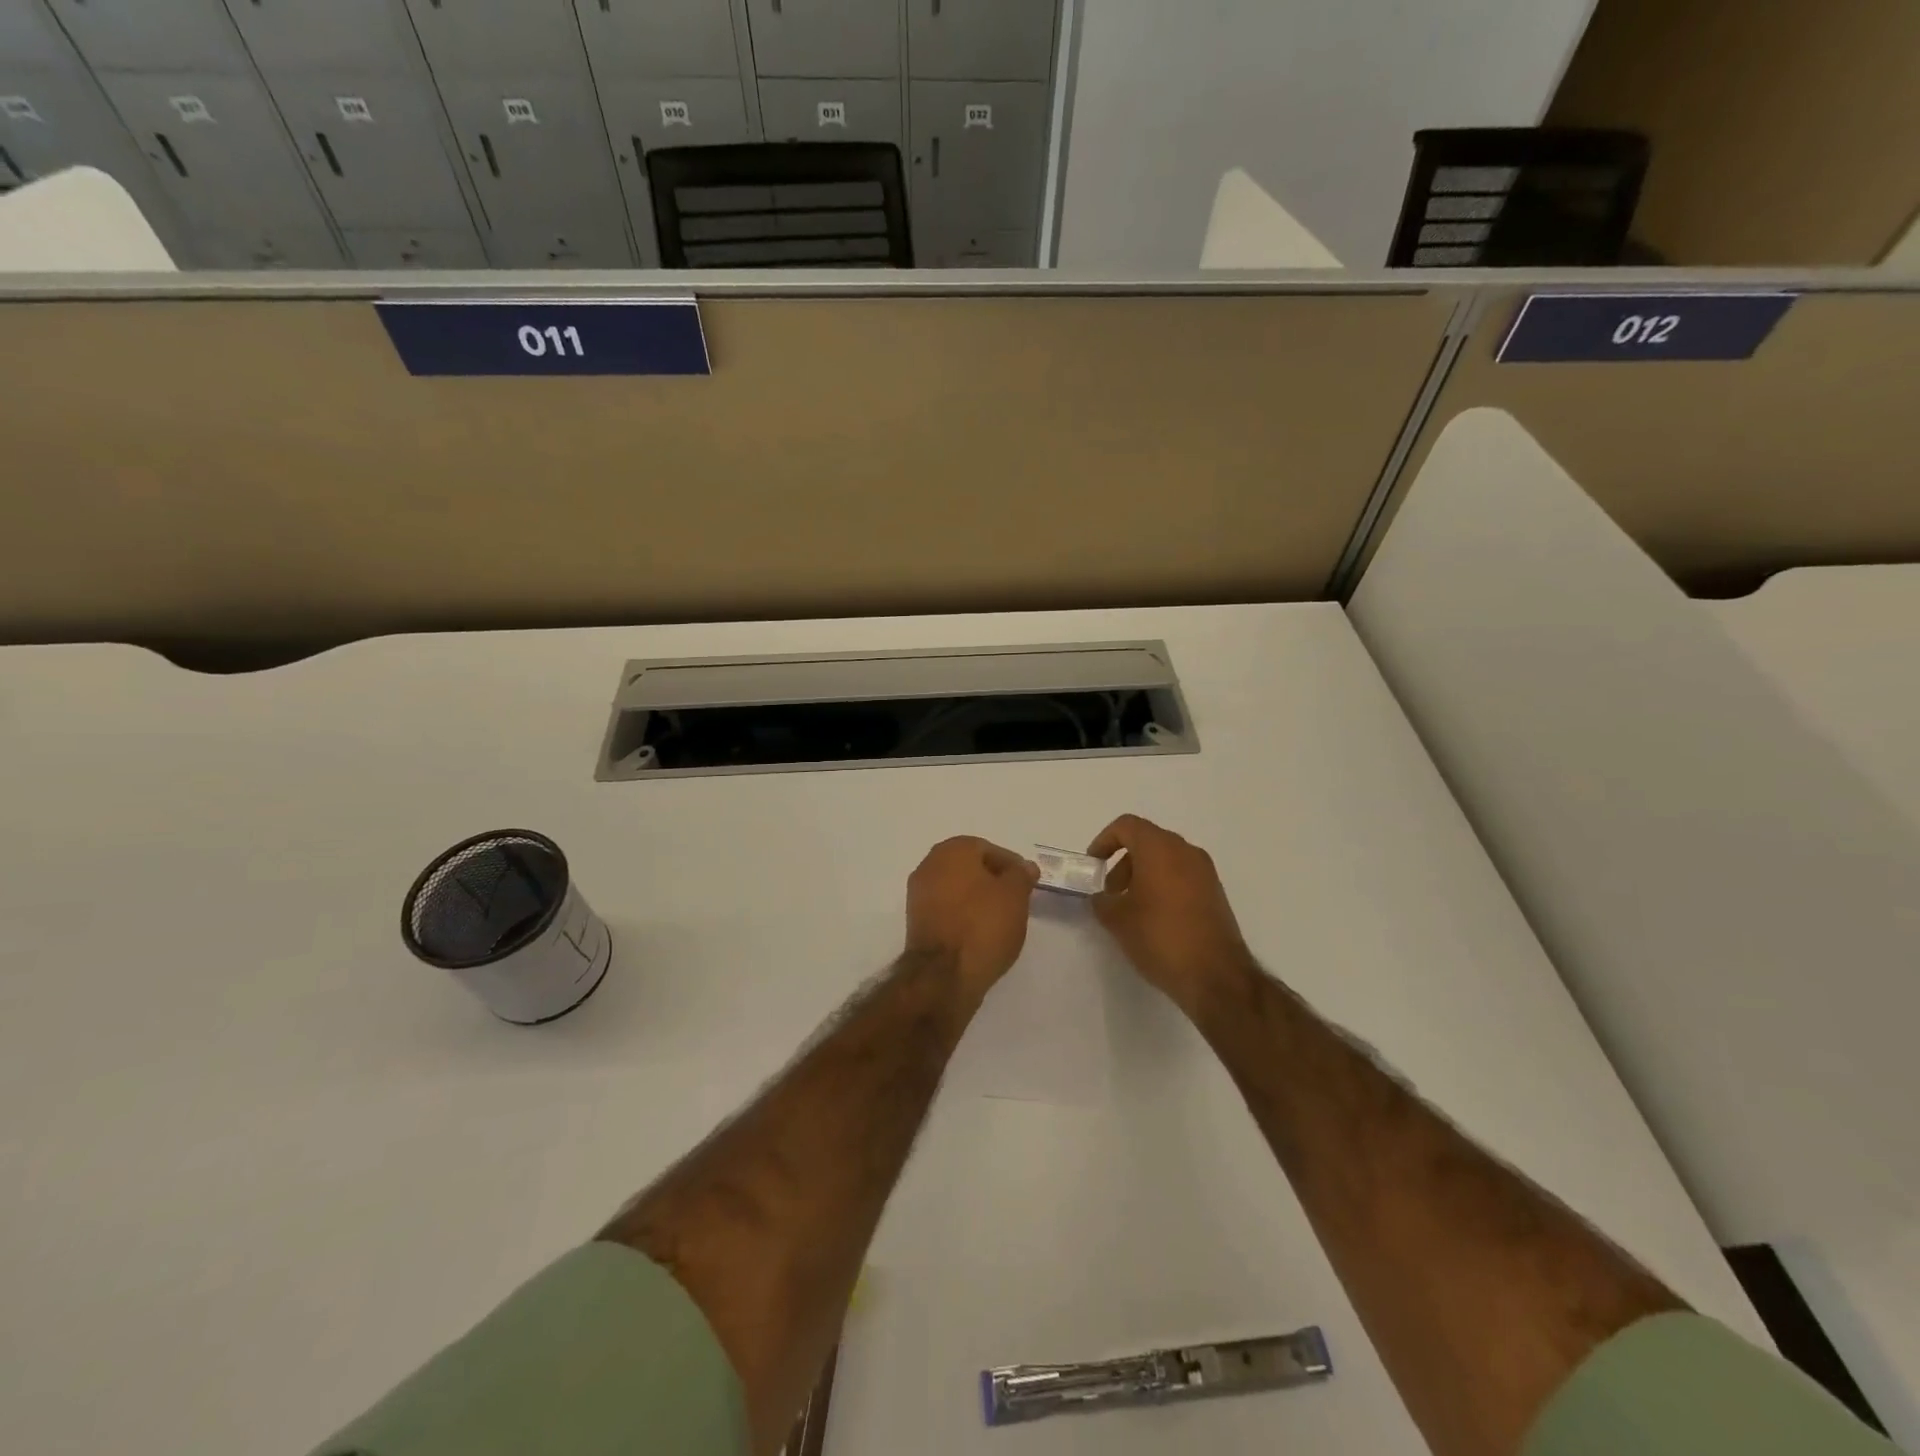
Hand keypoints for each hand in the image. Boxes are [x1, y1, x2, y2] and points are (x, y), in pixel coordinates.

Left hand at [905, 837, 1040, 996]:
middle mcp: (929, 865)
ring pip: (956, 889)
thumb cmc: (983, 925)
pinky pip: (946, 909)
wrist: (943, 975)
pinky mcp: (916, 922)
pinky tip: (979, 933)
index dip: (1011, 866)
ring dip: (977, 899)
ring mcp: (918, 894)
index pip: (988, 849)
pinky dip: (963, 915)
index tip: (1026, 885)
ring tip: (1000, 920)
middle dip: (993, 881)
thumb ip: (1021, 875)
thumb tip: (1024, 867)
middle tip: (1016, 900)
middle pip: (969, 867)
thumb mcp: (1015, 896)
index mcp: (952, 850)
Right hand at [1087, 815, 1252, 1016]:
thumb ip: (1102, 901)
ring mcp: (1205, 872)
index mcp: (1160, 848)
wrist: (1215, 975)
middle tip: (1110, 892)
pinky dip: (1163, 885)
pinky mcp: (1215, 893)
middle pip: (1147, 841)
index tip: (1093, 866)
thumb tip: (1102, 898)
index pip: (1126, 826)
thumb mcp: (1117, 920)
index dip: (1104, 841)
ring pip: (1166, 859)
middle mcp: (1186, 852)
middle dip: (1123, 862)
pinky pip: (1182, 876)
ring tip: (1130, 908)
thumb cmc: (1160, 937)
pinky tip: (1154, 918)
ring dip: (1143, 875)